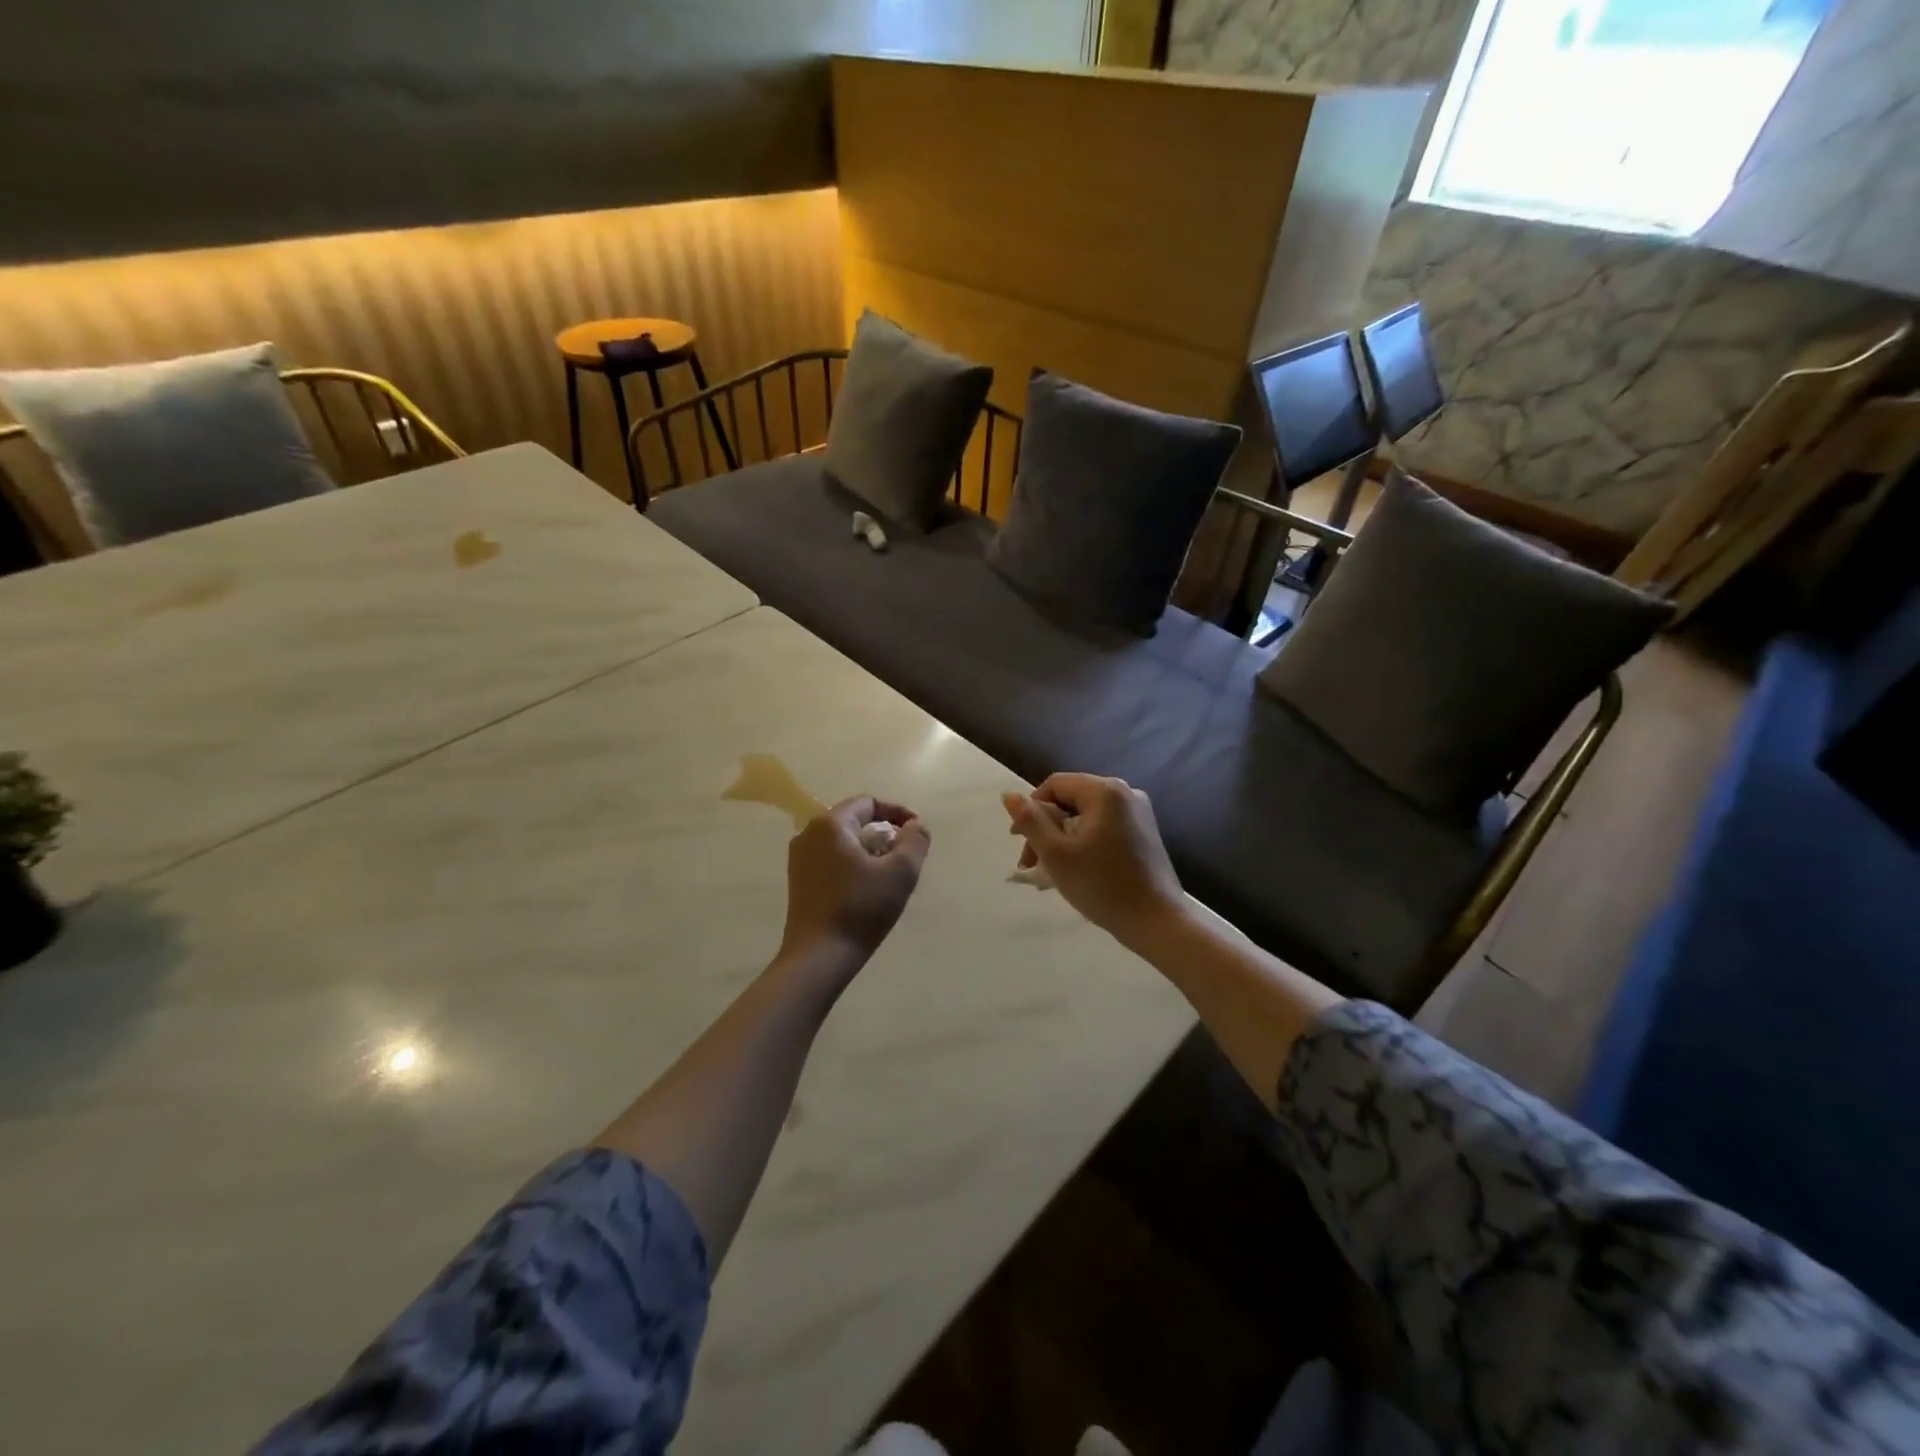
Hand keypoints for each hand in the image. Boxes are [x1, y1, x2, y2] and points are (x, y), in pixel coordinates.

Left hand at [779, 796, 930, 970]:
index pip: (869, 802)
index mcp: (831, 824)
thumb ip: (915, 841)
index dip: (898, 813)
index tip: (918, 833)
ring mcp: (799, 858)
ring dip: (869, 850)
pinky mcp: (798, 881)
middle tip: (906, 856)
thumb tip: (916, 825)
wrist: (818, 957)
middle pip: (855, 820)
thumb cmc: (860, 909)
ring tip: (889, 873)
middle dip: (884, 833)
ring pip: (843, 841)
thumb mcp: (900, 873)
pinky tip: (867, 888)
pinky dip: (853, 864)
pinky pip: (831, 859)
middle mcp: (809, 833)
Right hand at [1002, 774, 1183, 947]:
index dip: (1031, 809)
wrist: (1156, 921)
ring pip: (1087, 815)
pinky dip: (1084, 841)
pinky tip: (1077, 868)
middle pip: (1071, 798)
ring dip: (1063, 837)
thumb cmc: (1102, 885)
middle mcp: (1125, 792)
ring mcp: (1139, 813)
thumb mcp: (1056, 853)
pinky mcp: (1145, 832)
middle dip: (1046, 827)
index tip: (1019, 842)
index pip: (1055, 784)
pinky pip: (1104, 826)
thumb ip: (1030, 820)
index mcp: (1105, 791)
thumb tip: (1008, 794)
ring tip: (1051, 870)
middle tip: (1032, 862)